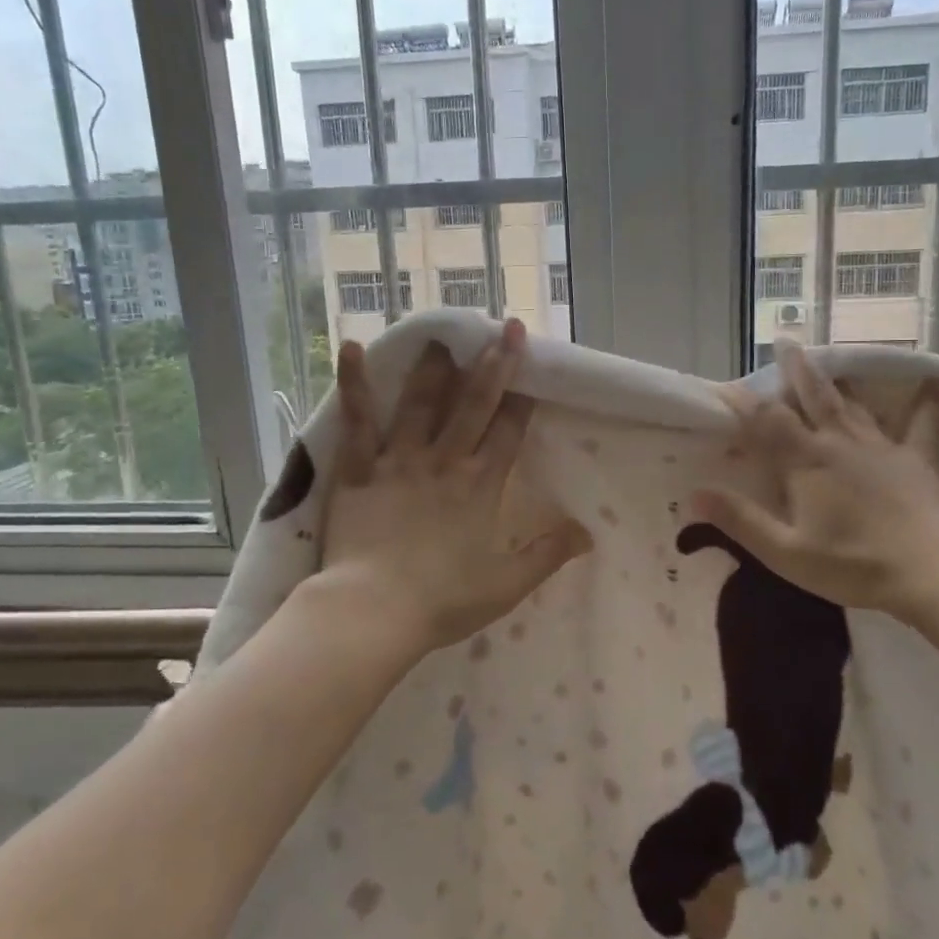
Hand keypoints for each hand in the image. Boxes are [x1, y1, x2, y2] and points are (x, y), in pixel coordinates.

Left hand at [318, 319, 591, 661]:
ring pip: (422, 402)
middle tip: (507, 327)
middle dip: (495, 364)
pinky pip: (358, 420)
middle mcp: (444, 462)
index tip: (534, 368)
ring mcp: (399, 460)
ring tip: (444, 335)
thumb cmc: (443, 600)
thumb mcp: (507, 584)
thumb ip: (547, 554)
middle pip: (474, 404)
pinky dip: (354, 383)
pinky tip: (350, 347)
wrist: (374, 611)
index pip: (509, 432)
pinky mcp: (358, 468)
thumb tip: (588, 533)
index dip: (523, 398)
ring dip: (436, 367)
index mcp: (481, 486)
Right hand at [690, 342, 938, 627]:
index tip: (723, 386)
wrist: (933, 572)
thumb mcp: (786, 552)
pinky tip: (936, 385)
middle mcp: (840, 443)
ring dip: (837, 383)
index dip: (742, 402)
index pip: (766, 421)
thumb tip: (695, 493)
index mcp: (806, 462)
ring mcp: (881, 448)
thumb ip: (740, 520)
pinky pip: (922, 426)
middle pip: (813, 397)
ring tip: (828, 365)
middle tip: (786, 340)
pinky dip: (927, 406)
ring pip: (853, 405)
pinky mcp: (916, 461)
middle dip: (795, 369)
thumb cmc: (853, 565)